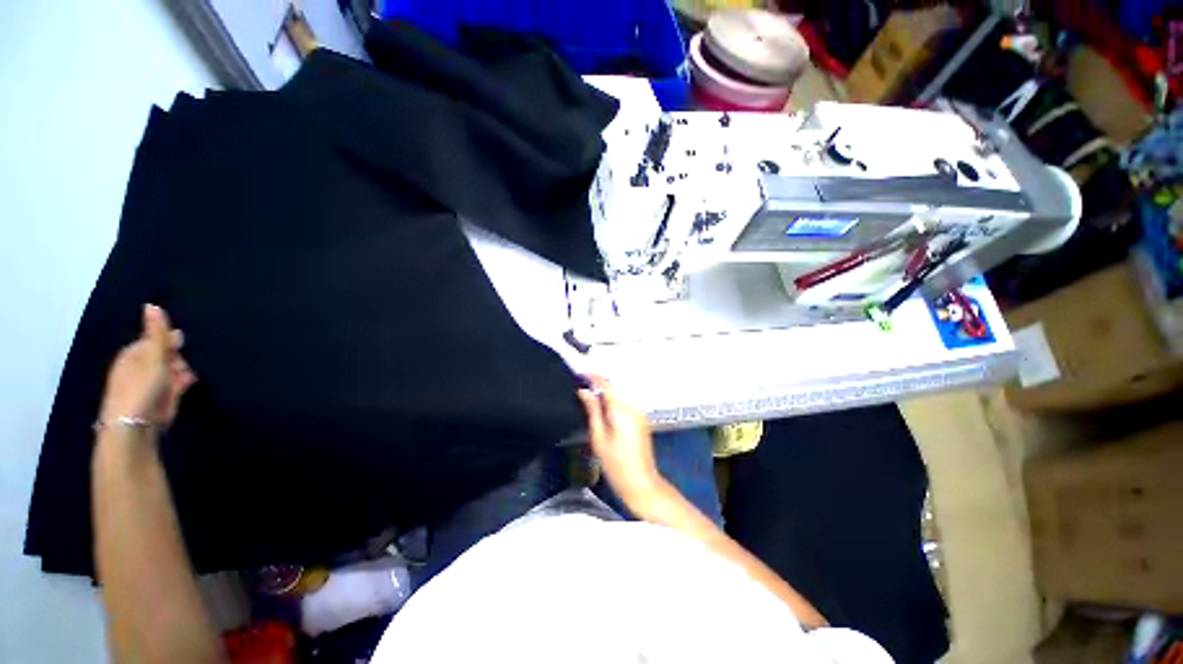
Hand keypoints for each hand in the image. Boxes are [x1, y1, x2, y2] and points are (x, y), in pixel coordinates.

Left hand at [99, 304, 196, 428]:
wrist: (135, 424)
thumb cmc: (141, 386)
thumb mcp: (151, 356)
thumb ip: (156, 333)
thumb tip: (152, 305)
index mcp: (134, 354)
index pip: (153, 339)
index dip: (167, 338)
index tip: (183, 339)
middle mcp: (142, 367)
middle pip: (164, 353)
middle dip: (177, 353)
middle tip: (188, 355)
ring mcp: (153, 383)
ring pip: (173, 368)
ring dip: (183, 366)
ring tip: (191, 369)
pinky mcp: (165, 396)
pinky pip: (178, 382)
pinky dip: (186, 379)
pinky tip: (193, 379)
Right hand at [577, 375, 666, 508]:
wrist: (641, 483)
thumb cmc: (616, 464)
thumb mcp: (599, 437)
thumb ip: (592, 411)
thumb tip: (584, 391)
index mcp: (621, 409)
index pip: (607, 384)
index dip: (593, 377)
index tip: (579, 375)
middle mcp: (633, 407)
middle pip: (614, 389)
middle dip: (598, 386)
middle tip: (581, 391)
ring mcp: (639, 414)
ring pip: (619, 397)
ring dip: (605, 395)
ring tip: (589, 402)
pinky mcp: (641, 421)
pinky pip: (624, 405)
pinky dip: (613, 404)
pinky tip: (603, 413)